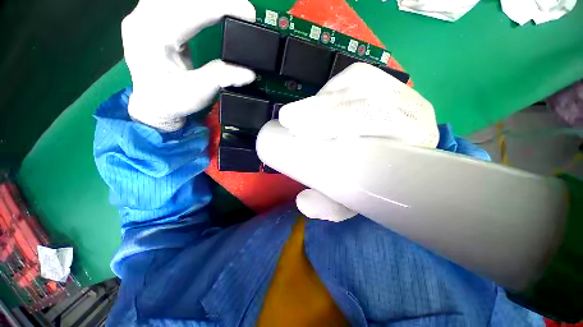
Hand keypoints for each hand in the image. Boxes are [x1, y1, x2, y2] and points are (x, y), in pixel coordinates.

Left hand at [122, 0, 256, 131]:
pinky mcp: (152, 19)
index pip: (190, 10)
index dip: (221, 6)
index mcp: (152, 37)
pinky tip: (211, 7)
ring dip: (206, 0)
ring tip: (230, 7)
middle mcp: (143, 19)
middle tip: (243, 9)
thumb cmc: (171, 101)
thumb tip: (249, 72)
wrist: (153, 105)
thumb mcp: (198, 93)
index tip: (249, 12)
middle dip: (216, 0)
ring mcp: (145, 16)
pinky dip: (197, 3)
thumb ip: (221, 78)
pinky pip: (175, 2)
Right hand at [274, 63, 438, 221]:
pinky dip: (332, 87)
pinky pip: (357, 75)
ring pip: (360, 82)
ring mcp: (402, 93)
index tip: (301, 131)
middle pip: (367, 97)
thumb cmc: (378, 184)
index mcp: (414, 142)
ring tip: (298, 114)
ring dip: (323, 99)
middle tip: (290, 119)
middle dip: (322, 108)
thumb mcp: (354, 201)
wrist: (396, 165)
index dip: (337, 120)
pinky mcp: (387, 84)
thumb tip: (303, 202)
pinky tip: (319, 102)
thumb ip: (330, 206)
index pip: (379, 120)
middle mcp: (413, 112)